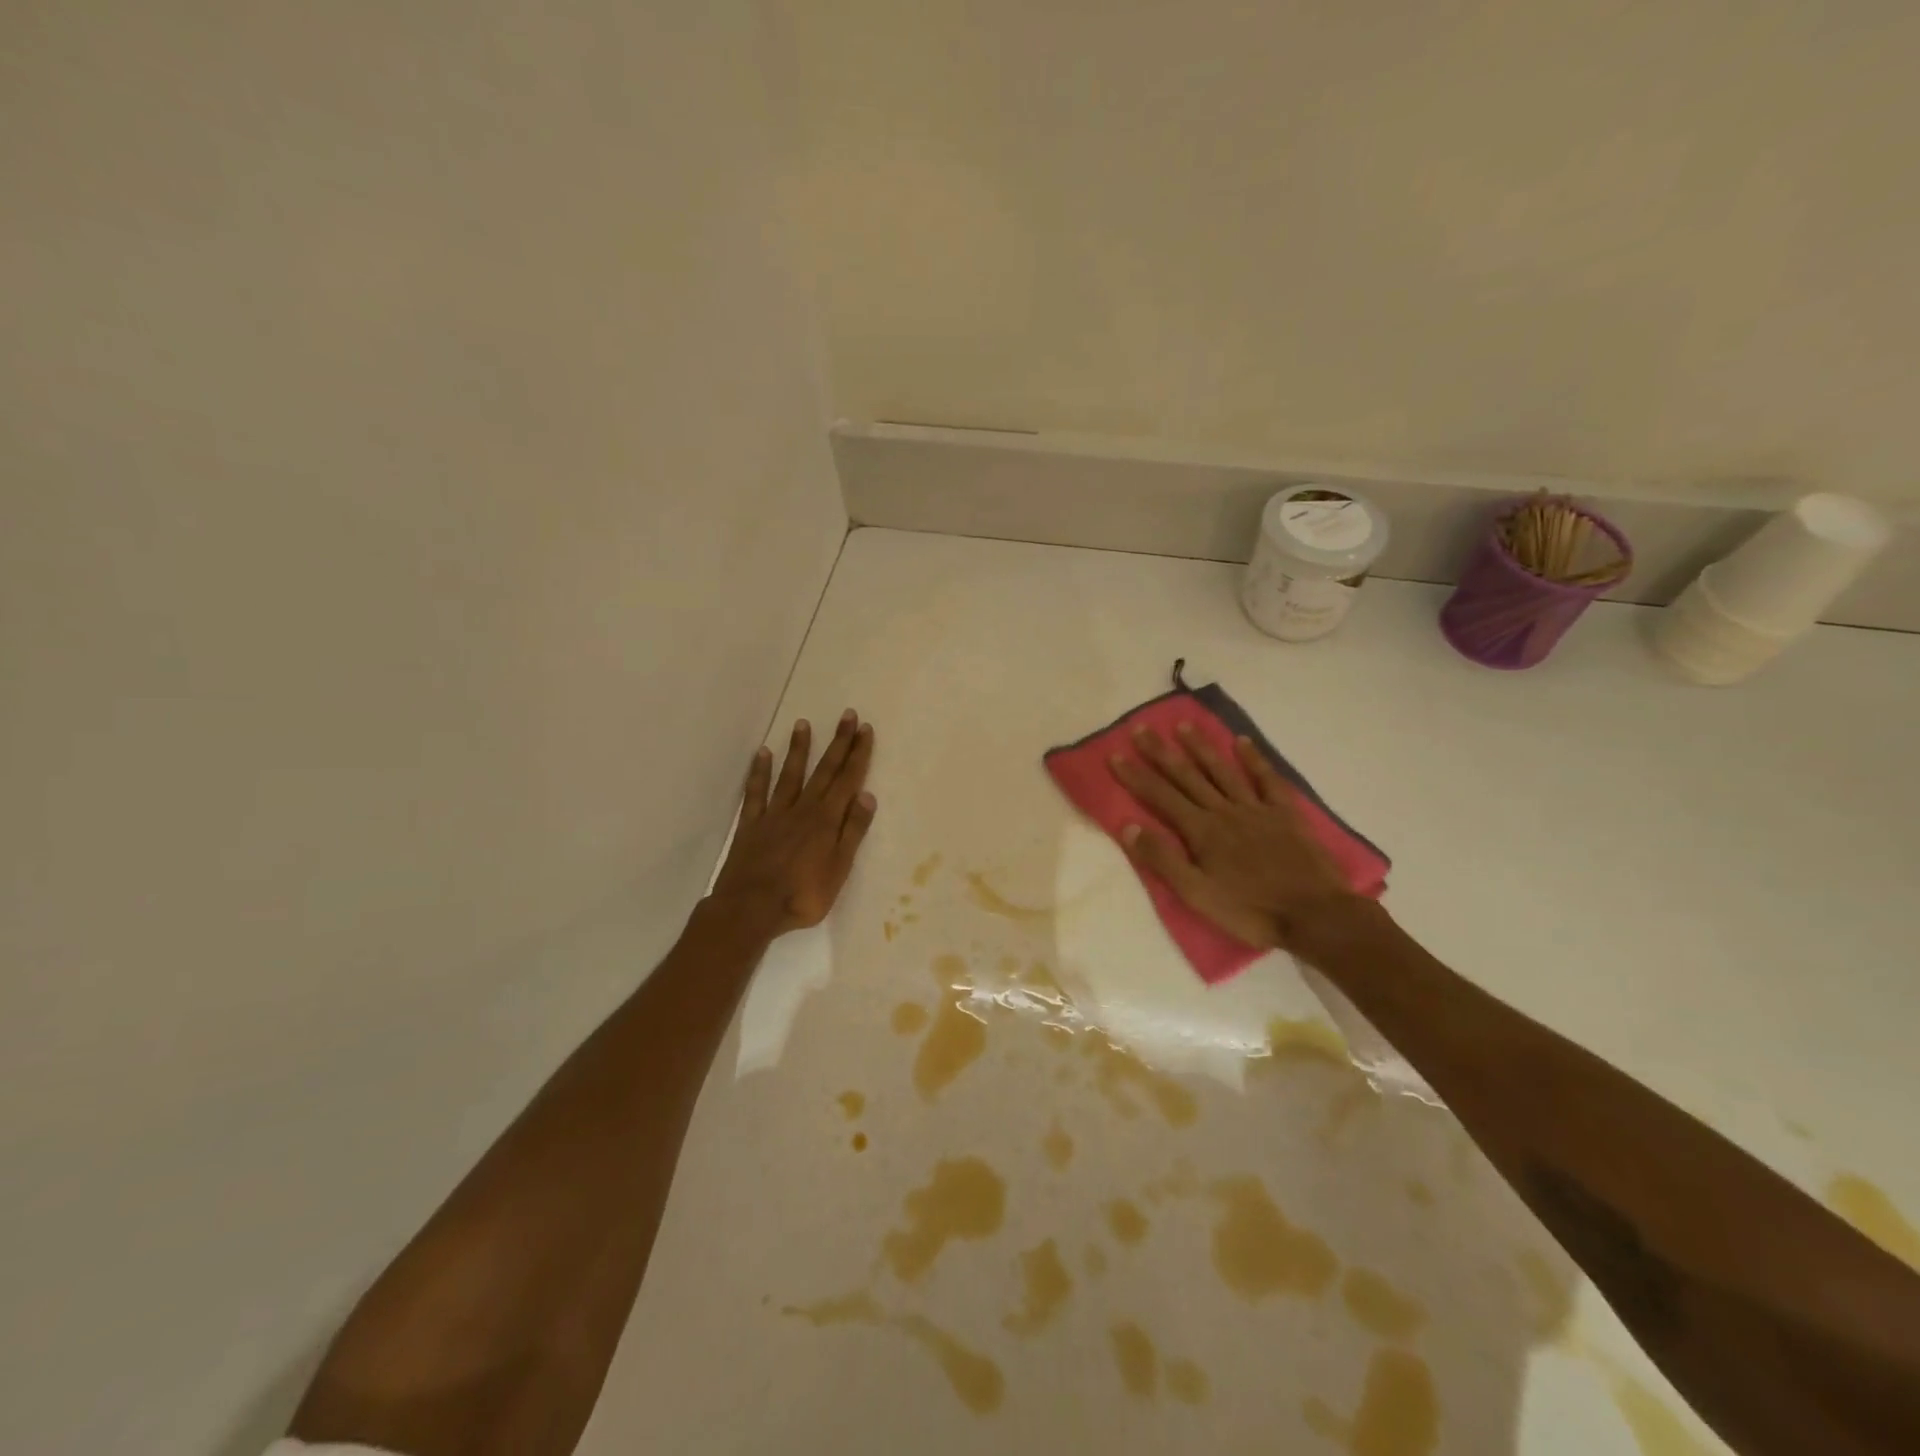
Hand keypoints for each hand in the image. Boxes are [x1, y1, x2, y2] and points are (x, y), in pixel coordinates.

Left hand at [710, 711, 876, 935]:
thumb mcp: (839, 869)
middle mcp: (803, 809)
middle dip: (838, 742)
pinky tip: (762, 753)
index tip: (865, 729)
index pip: (848, 780)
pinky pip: (756, 792)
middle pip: (824, 770)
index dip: (858, 754)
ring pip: (790, 774)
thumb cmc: (803, 895)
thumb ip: (853, 831)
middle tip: (847, 715)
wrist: (751, 908)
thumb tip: (867, 795)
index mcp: (827, 820)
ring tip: (803, 723)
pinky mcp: (751, 824)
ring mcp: (774, 814)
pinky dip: (759, 772)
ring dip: (799, 749)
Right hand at [1110, 724, 1362, 952]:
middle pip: (1187, 776)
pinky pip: (1267, 780)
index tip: (1115, 754)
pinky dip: (1254, 759)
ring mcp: (1257, 809)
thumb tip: (1128, 826)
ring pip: (1222, 771)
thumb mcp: (1197, 895)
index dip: (1136, 776)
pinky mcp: (1285, 814)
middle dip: (1161, 752)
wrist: (1315, 915)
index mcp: (1201, 831)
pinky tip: (1242, 742)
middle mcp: (1224, 811)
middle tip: (1142, 729)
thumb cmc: (1251, 911)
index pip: (1160, 797)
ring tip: (1183, 725)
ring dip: (1201, 747)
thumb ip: (1163, 859)